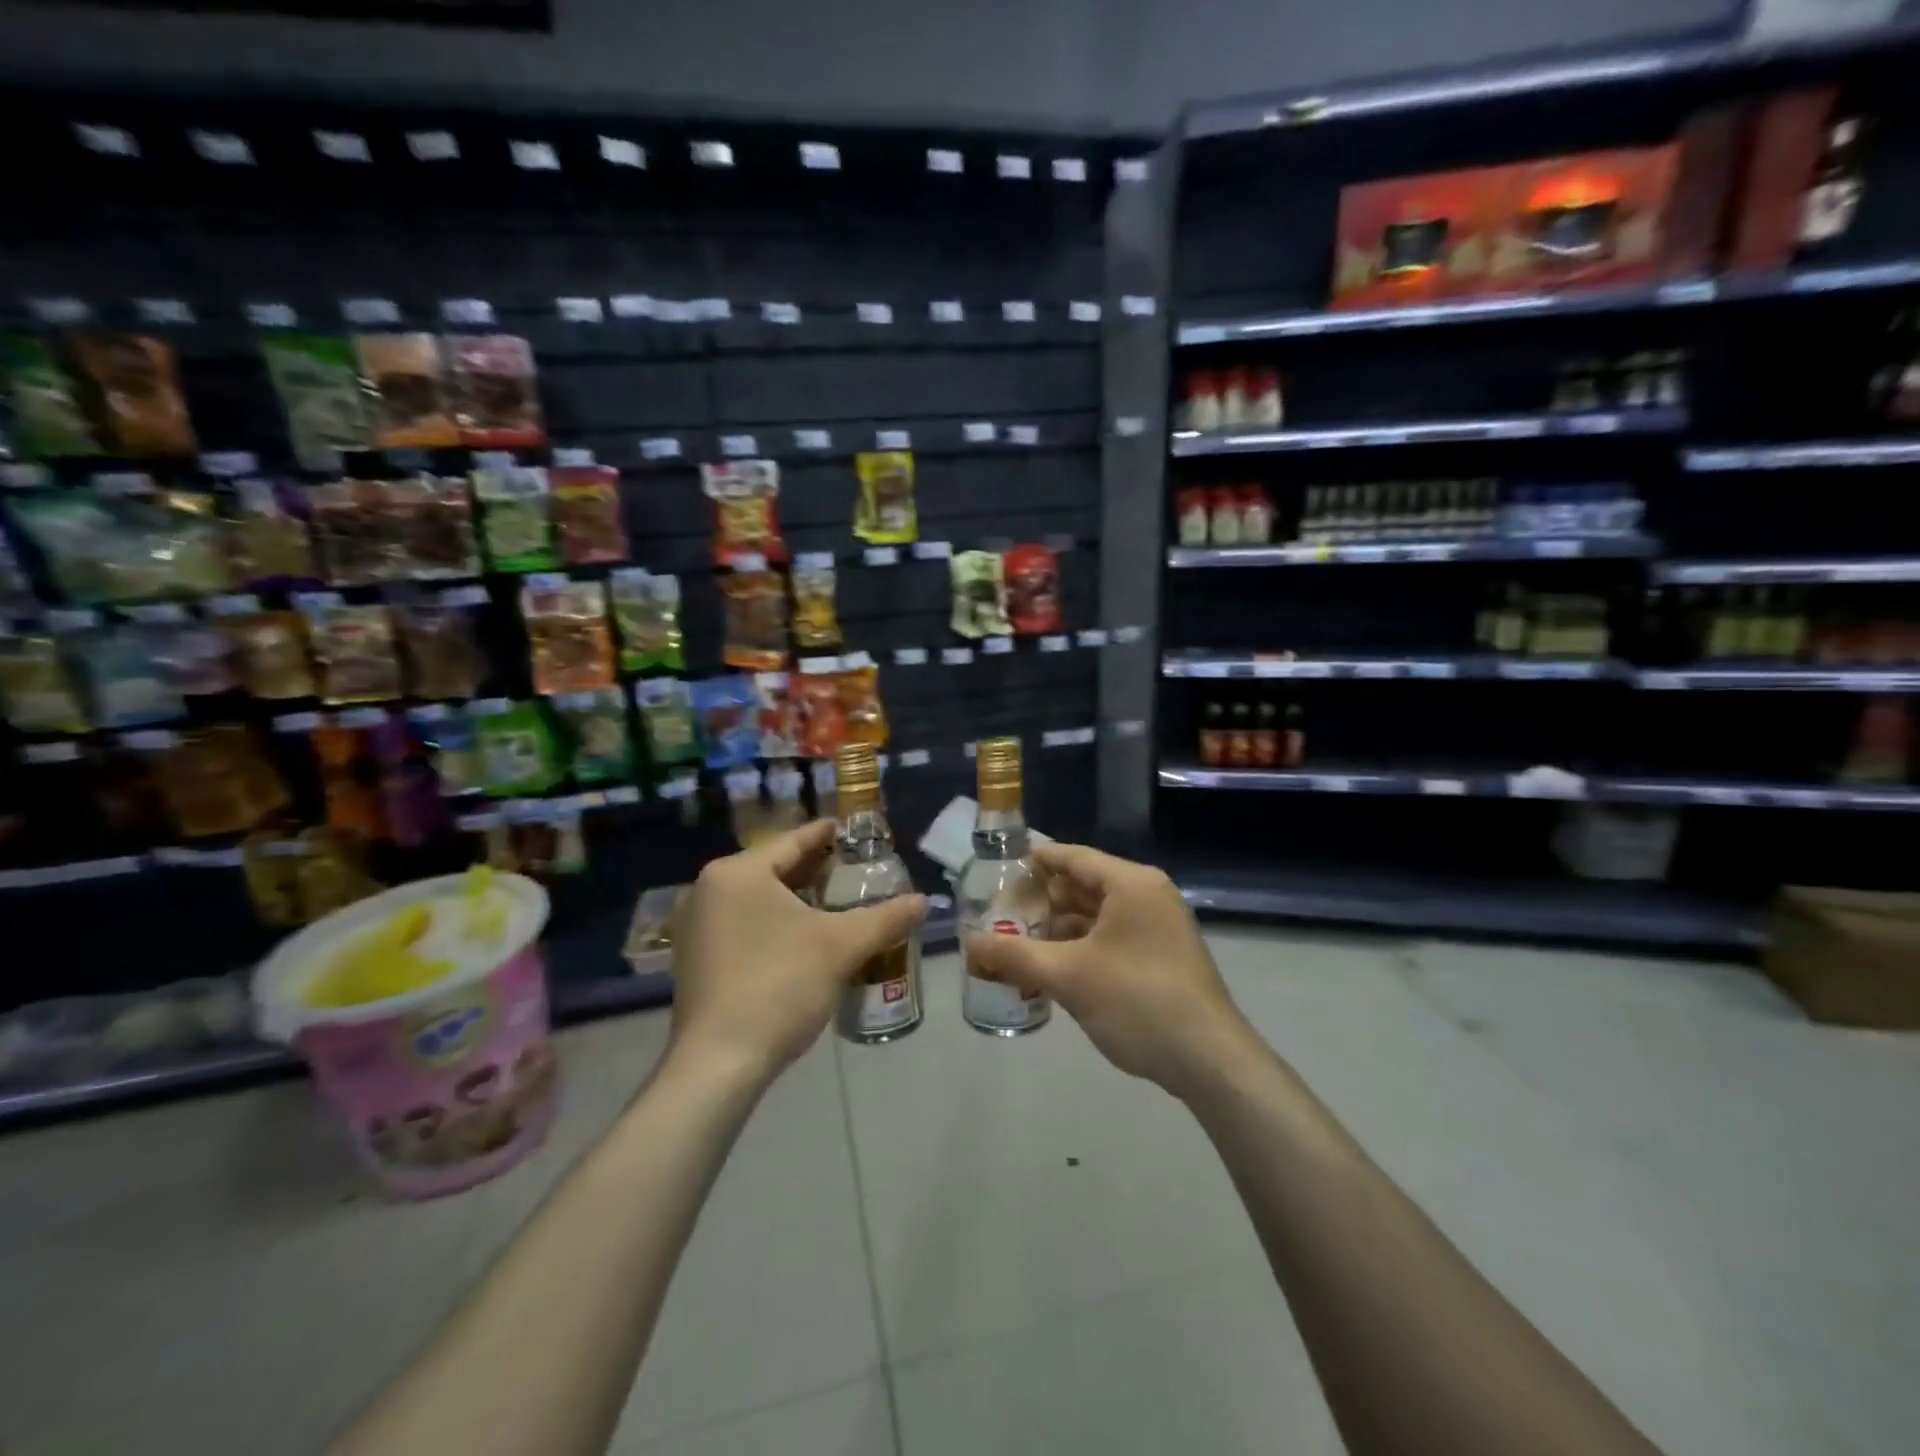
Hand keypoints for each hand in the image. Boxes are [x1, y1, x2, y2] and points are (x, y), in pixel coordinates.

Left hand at [666, 821, 926, 1085]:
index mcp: (736, 873)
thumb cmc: (779, 986)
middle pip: (772, 869)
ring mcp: (694, 926)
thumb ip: (885, 918)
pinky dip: (771, 922)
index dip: (826, 835)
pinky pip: (740, 924)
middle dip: (813, 869)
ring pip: (756, 898)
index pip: (792, 842)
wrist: (719, 1063)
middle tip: (852, 870)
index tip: (851, 830)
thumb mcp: (840, 947)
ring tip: (833, 903)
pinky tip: (800, 938)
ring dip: (794, 898)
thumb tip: (924, 902)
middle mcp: (706, 890)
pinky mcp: (693, 959)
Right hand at [964, 844, 1253, 1096]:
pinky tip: (1053, 968)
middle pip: (1085, 886)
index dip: (1035, 862)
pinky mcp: (1163, 956)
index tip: (999, 870)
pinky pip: (1113, 938)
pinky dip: (1082, 947)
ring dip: (1060, 928)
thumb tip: (968, 944)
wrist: (1210, 1061)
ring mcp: (1160, 927)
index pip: (1073, 858)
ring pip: (1098, 916)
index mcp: (1130, 884)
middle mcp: (1148, 895)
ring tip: (1018, 942)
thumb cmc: (1137, 1001)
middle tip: (1000, 912)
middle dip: (1043, 901)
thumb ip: (1014, 955)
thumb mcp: (1068, 976)